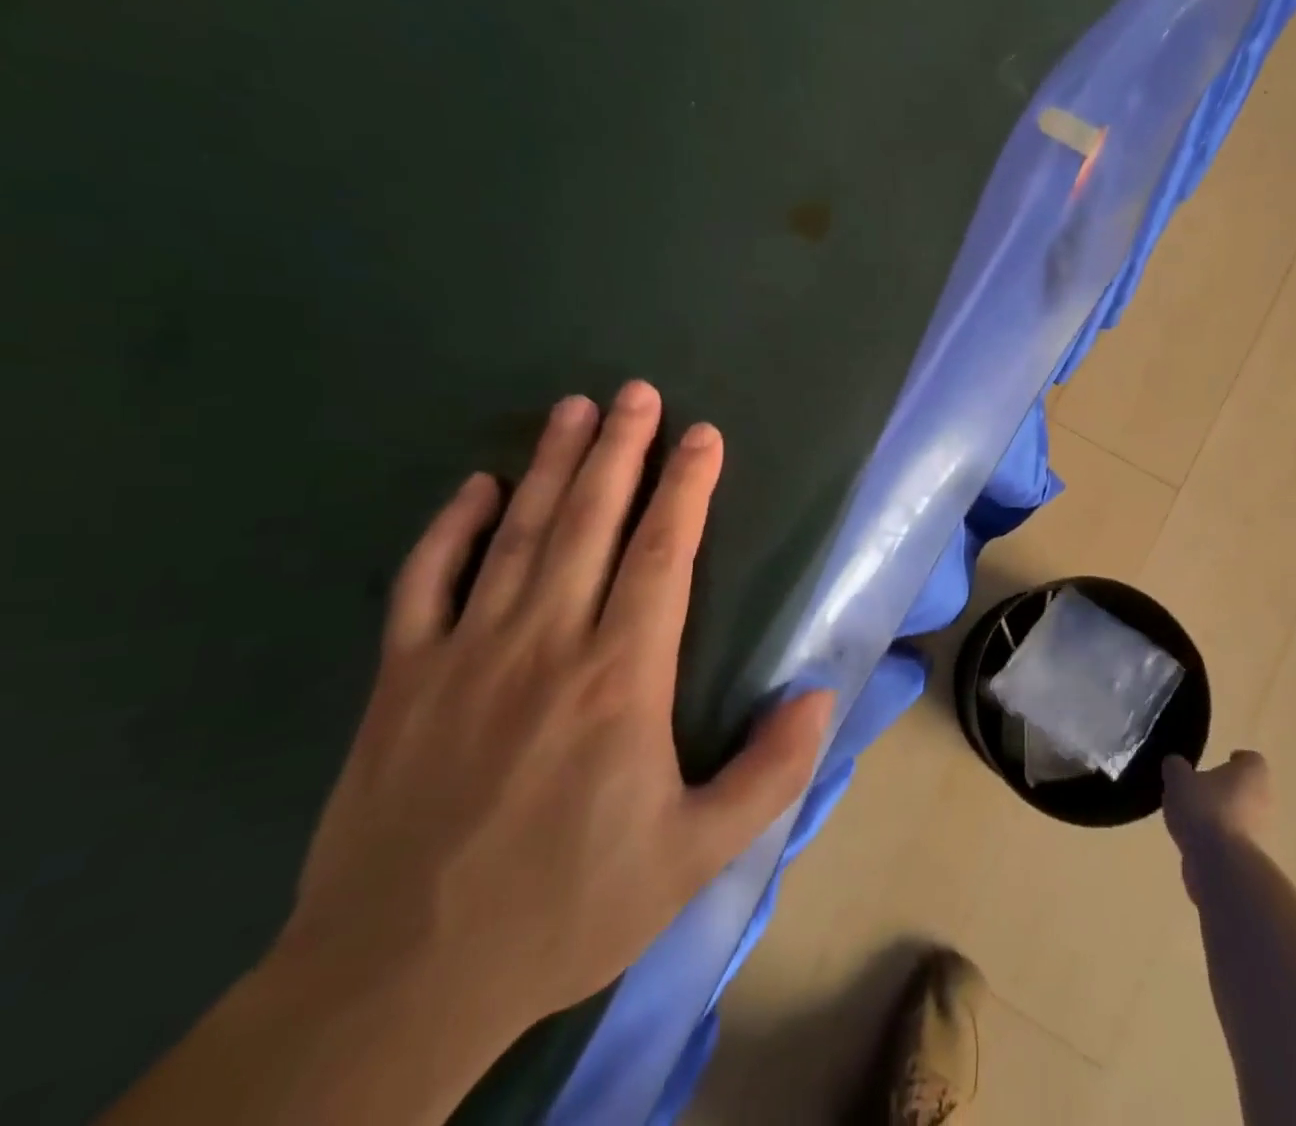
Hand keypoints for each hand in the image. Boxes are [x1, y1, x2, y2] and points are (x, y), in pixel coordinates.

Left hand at [281, 381, 833, 1034]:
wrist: (397, 982)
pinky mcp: (400, 679)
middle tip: (636, 391)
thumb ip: (770, 772)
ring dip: (550, 465)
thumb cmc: (566, 906)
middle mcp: (546, 643)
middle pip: (590, 521)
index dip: (687, 487)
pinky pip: (425, 582)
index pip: (662, 554)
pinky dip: (450, 528)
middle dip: (620, 449)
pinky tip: (475, 487)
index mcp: (620, 678)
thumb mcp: (696, 855)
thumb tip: (821, 697)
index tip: (703, 435)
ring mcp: (465, 653)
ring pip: (517, 534)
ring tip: (573, 409)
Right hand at [1162, 751, 1272, 873]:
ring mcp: (1263, 833)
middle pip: (1248, 789)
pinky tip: (1196, 841)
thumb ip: (1175, 767)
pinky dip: (1219, 840)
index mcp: (1252, 773)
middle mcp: (1265, 800)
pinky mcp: (1253, 860)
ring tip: (1193, 818)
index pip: (1250, 760)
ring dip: (1223, 816)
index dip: (1236, 760)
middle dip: (1228, 790)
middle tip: (1201, 789)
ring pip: (1242, 817)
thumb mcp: (1177, 778)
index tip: (1221, 761)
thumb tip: (1176, 765)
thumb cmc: (1204, 809)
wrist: (1221, 866)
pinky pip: (1234, 842)